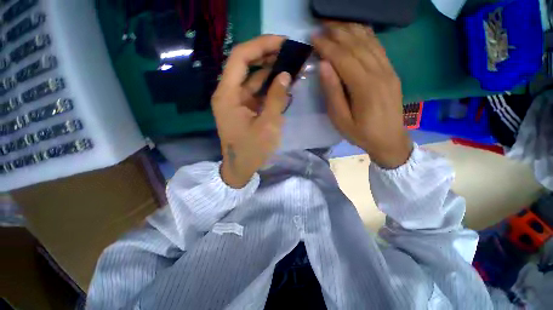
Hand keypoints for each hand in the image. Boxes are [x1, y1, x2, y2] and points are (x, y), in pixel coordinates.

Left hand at [212, 35, 290, 187]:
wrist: (241, 168)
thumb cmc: (252, 150)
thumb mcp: (268, 125)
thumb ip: (276, 98)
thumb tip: (285, 74)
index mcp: (228, 95)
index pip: (240, 58)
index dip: (261, 46)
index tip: (283, 42)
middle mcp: (229, 93)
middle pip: (246, 65)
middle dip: (267, 56)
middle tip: (290, 52)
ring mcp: (237, 101)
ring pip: (253, 78)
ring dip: (270, 71)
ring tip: (291, 64)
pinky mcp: (244, 108)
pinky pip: (257, 91)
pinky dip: (269, 86)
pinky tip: (283, 82)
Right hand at [313, 22, 412, 168]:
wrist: (390, 140)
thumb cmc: (361, 133)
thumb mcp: (340, 119)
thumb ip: (333, 92)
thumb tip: (324, 66)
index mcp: (364, 87)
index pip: (343, 58)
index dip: (327, 46)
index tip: (313, 37)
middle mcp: (379, 72)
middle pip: (356, 45)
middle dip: (337, 32)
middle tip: (321, 23)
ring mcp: (388, 70)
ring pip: (369, 41)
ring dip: (351, 29)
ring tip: (335, 22)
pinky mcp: (391, 71)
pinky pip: (379, 47)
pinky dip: (366, 35)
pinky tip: (357, 29)